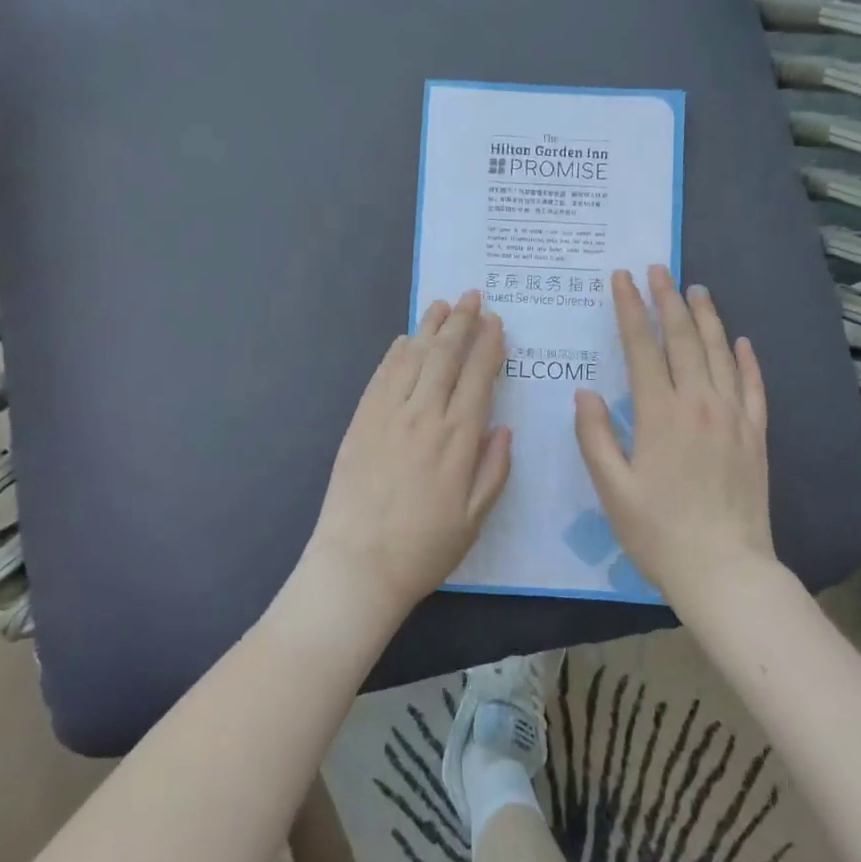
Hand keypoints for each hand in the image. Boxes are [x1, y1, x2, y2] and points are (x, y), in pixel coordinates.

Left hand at [301, 291, 511, 627]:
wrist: (356, 566)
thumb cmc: (423, 548)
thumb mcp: (475, 519)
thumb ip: (493, 469)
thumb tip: (504, 428)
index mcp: (457, 439)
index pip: (478, 377)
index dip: (488, 345)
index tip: (495, 321)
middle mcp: (424, 416)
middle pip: (445, 356)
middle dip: (461, 321)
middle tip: (472, 295)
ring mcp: (387, 415)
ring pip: (413, 357)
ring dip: (429, 327)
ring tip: (442, 304)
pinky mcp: (360, 421)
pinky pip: (381, 376)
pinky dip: (396, 353)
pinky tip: (405, 340)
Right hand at [573, 266, 775, 609]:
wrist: (726, 571)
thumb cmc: (659, 532)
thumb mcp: (612, 489)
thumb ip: (595, 436)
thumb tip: (585, 392)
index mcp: (660, 414)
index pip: (642, 347)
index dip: (630, 309)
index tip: (623, 279)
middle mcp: (699, 404)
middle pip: (683, 339)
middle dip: (667, 300)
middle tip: (658, 269)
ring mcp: (733, 417)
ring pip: (720, 353)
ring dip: (706, 317)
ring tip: (696, 288)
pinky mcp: (756, 435)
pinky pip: (753, 386)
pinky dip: (747, 360)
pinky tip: (741, 341)